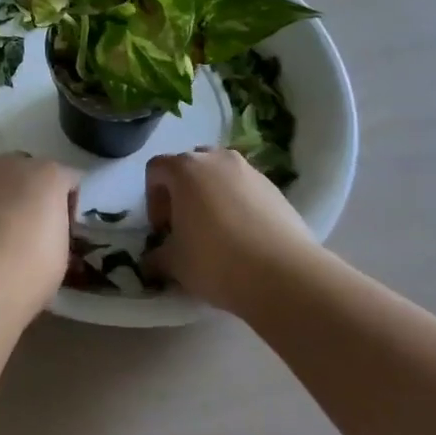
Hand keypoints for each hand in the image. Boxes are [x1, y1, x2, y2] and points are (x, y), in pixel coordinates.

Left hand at [0, 154, 79, 312]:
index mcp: (49, 174)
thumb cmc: (31, 270)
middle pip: (28, 171)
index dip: (69, 206)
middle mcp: (12, 164)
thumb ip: (58, 229)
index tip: (65, 232)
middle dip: (31, 193)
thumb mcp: (62, 254)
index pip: (69, 180)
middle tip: (31, 228)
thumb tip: (49, 232)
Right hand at [145, 148, 322, 309]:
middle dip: (182, 192)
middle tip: (186, 226)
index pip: (156, 169)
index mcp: (185, 169)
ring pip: (220, 175)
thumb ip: (156, 257)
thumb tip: (151, 261)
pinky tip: (243, 237)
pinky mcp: (275, 188)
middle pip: (190, 166)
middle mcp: (217, 159)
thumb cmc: (216, 261)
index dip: (153, 198)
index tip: (163, 229)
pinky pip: (245, 189)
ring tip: (216, 232)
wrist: (284, 275)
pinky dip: (238, 204)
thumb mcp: (174, 264)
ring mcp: (250, 171)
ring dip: (211, 195)